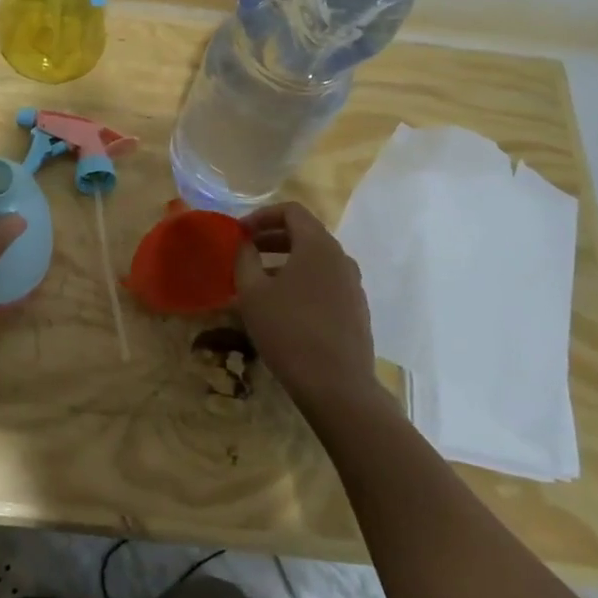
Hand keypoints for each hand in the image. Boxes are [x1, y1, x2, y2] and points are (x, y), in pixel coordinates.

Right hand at [232, 201, 377, 408]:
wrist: (337, 387)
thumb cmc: (289, 331)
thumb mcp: (252, 293)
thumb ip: (245, 259)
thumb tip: (246, 244)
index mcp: (318, 245)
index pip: (291, 211)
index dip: (261, 215)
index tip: (240, 233)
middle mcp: (340, 258)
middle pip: (305, 233)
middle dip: (272, 238)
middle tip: (246, 252)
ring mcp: (353, 285)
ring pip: (315, 260)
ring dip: (286, 261)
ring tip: (260, 281)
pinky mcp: (357, 309)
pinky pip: (326, 282)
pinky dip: (302, 281)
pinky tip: (284, 306)